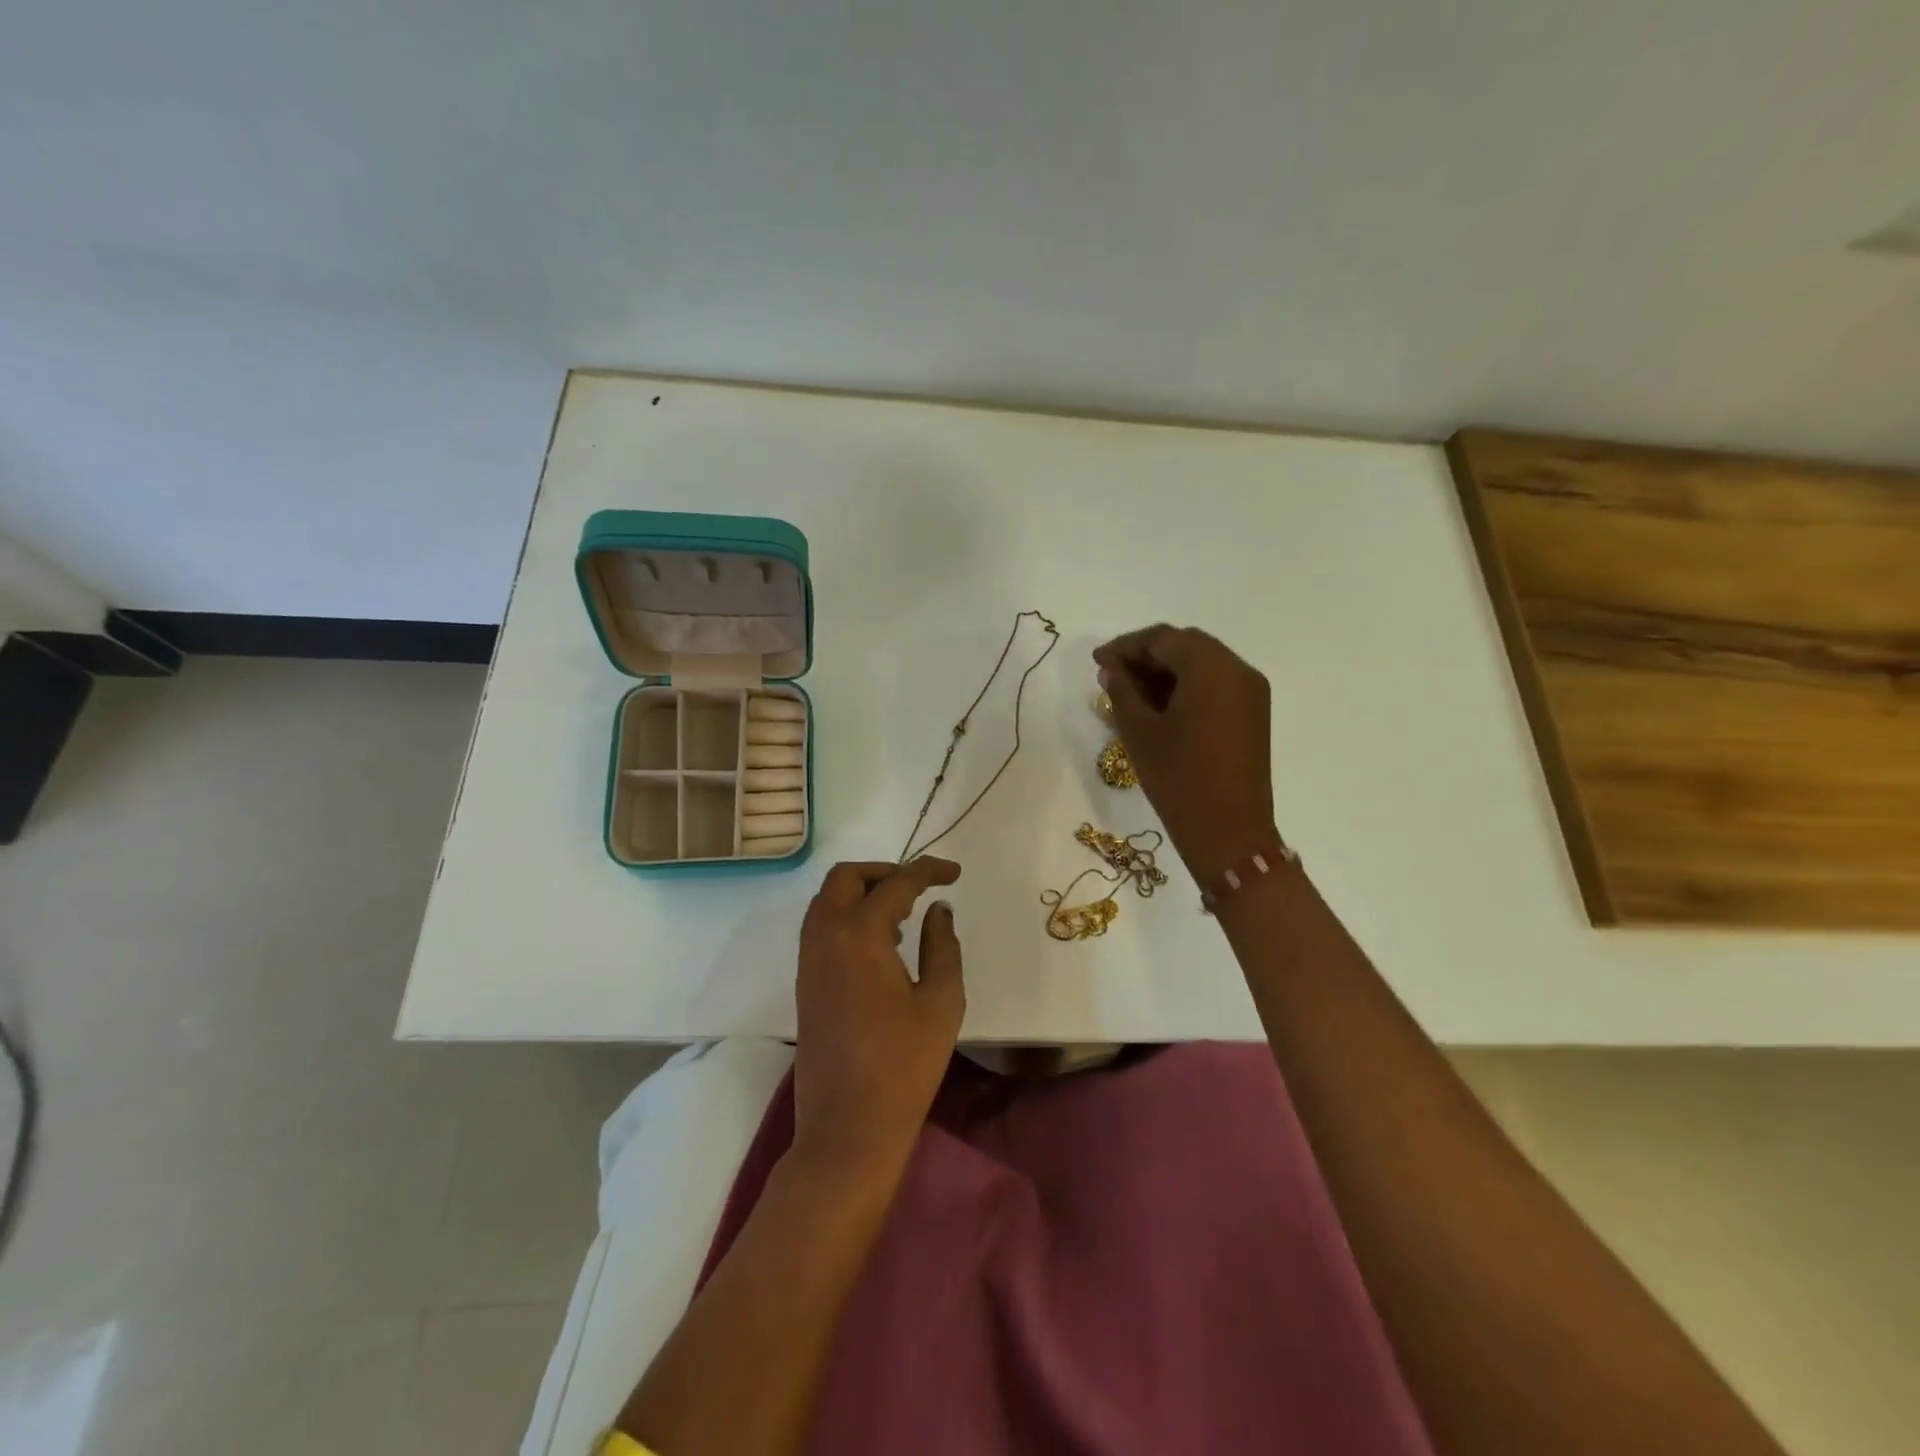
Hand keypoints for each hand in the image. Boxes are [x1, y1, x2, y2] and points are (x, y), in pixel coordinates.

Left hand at [791, 857, 964, 1179]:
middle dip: (884, 872)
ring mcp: (808, 959)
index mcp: (859, 933)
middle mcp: (825, 935)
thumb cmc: (905, 1064)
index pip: (896, 883)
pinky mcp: (804, 982)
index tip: (954, 873)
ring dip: (862, 893)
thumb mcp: (941, 1000)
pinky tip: (881, 946)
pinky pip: (821, 927)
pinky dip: (848, 917)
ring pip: (827, 900)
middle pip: (846, 877)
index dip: (928, 870)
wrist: (848, 1128)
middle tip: (919, 887)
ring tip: (903, 917)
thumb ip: (942, 944)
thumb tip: (938, 910)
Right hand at [1093, 625, 1276, 881]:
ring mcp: (1250, 693)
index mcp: (1212, 668)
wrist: (1229, 833)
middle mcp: (1238, 670)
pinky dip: (1186, 686)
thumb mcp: (1140, 731)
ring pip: (1202, 664)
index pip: (1163, 639)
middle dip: (1146, 655)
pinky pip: (1215, 685)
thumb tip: (1112, 669)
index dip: (1126, 647)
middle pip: (1186, 646)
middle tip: (1112, 674)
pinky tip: (1158, 706)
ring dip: (1166, 671)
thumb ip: (1122, 691)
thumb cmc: (1179, 778)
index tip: (1097, 662)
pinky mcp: (1252, 715)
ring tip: (1130, 692)